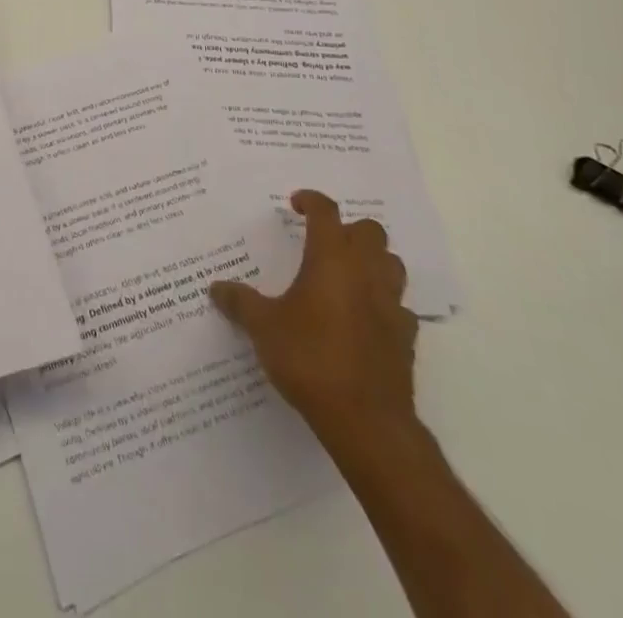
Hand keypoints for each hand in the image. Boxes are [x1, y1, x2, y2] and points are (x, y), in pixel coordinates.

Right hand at [209, 189, 418, 459]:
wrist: (366, 421)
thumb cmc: (310, 359)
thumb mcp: (264, 328)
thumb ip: (240, 303)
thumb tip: (216, 288)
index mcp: (331, 259)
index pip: (326, 212)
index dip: (311, 201)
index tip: (296, 204)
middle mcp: (366, 273)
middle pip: (370, 231)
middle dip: (348, 230)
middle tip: (324, 242)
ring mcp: (391, 305)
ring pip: (392, 264)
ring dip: (373, 261)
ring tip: (348, 275)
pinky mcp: (406, 338)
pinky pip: (400, 307)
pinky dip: (384, 304)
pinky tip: (364, 319)